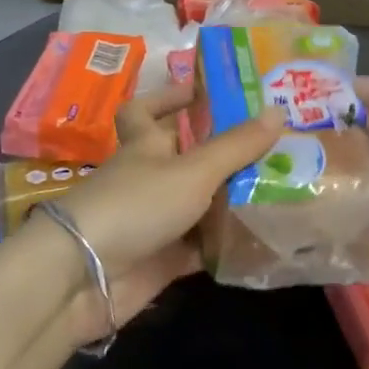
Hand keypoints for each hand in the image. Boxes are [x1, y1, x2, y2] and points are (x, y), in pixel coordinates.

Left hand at [45, 83, 282, 343]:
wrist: (86, 276)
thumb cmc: (137, 204)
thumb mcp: (193, 169)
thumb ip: (236, 146)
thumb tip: (278, 111)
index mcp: (144, 144)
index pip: (147, 109)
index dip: (171, 97)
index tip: (207, 92)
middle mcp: (148, 177)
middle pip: (186, 156)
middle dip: (224, 149)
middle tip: (273, 142)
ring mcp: (155, 220)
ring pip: (199, 201)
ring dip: (232, 196)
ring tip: (283, 184)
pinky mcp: (163, 258)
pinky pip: (202, 245)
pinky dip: (227, 241)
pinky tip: (265, 235)